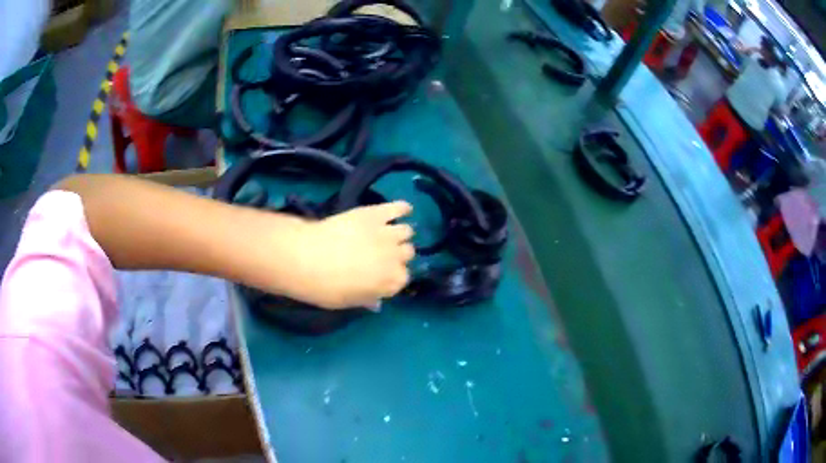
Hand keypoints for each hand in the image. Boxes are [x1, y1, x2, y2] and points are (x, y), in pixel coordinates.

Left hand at [285, 201, 414, 309]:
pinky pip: (398, 208)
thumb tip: (376, 301)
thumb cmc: (324, 287)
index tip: (381, 275)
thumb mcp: (346, 302)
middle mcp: (395, 257)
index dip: (392, 276)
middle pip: (407, 254)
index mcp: (390, 282)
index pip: (403, 279)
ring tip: (387, 234)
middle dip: (397, 255)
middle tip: (381, 254)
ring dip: (399, 235)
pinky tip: (404, 209)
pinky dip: (403, 208)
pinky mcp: (375, 214)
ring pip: (406, 232)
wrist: (305, 257)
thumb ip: (366, 300)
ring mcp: (387, 233)